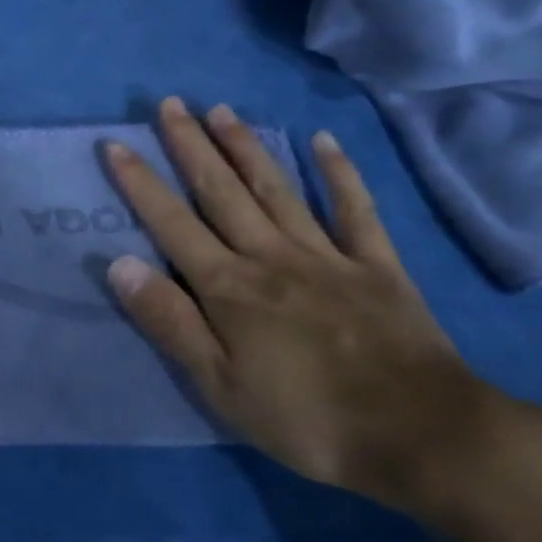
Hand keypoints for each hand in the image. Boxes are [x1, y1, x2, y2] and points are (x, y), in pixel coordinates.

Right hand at [103, 97, 541, 520]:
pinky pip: (355, 211)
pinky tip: (324, 142)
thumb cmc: (307, 420)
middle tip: (170, 103)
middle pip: (222, 192)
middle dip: (191, 146)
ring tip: (222, 109)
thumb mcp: (220, 385)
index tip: (116, 144)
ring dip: (247, 147)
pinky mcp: (377, 267)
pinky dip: (340, 174)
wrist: (424, 437)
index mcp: (229, 287)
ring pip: (277, 189)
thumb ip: (170, 321)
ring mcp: (327, 256)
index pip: (172, 223)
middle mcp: (271, 256)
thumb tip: (119, 264)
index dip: (141, 183)